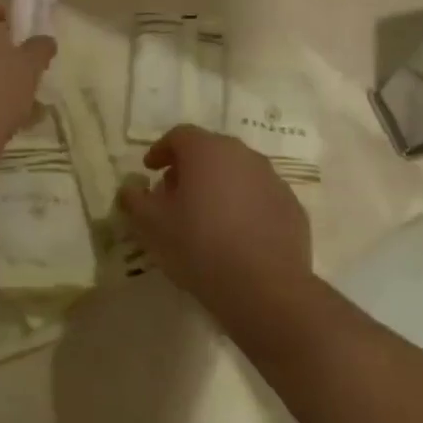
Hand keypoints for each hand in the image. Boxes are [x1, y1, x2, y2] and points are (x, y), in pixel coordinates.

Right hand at [118, 126, 312, 332]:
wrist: (265, 287)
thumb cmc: (199, 246)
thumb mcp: (152, 225)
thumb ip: (135, 200)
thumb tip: (130, 188)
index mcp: (207, 151)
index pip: (179, 136)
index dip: (161, 150)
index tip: (150, 170)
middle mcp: (243, 155)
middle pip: (210, 151)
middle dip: (189, 168)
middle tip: (174, 194)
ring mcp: (273, 180)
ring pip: (237, 173)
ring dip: (218, 186)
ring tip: (204, 217)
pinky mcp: (291, 207)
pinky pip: (259, 197)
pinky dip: (243, 206)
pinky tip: (235, 235)